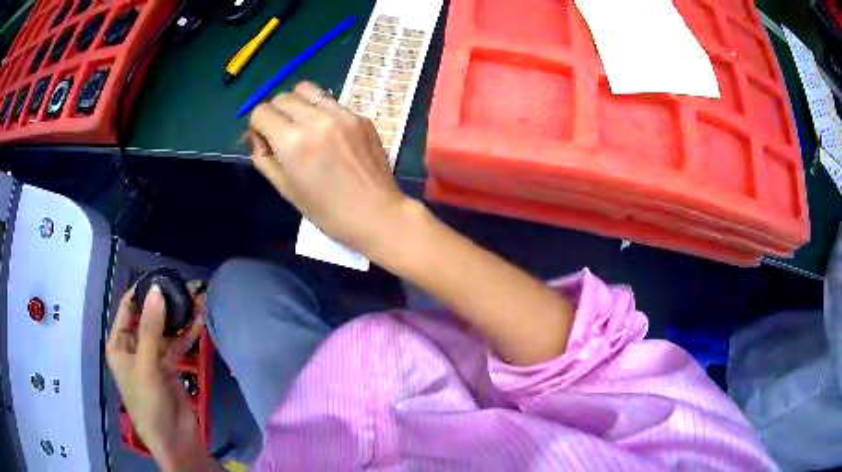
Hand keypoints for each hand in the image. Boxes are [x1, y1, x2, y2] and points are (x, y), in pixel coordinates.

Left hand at [106, 284, 212, 471]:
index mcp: (119, 345)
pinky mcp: (171, 367)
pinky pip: (178, 344)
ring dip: (180, 316)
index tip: (161, 276)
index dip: (141, 292)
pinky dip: (188, 333)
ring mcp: (153, 357)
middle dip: (165, 303)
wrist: (175, 441)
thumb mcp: (146, 365)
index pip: (127, 309)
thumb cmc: (148, 403)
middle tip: (185, 286)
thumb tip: (156, 290)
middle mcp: (134, 347)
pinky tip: (200, 319)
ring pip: (166, 330)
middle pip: (148, 318)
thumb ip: (151, 328)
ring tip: (198, 297)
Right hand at [247, 81, 411, 251]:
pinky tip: (330, 134)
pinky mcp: (360, 116)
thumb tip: (258, 136)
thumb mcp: (285, 189)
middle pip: (282, 97)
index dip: (257, 125)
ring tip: (303, 125)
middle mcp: (316, 120)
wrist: (375, 213)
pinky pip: (331, 102)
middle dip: (275, 112)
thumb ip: (264, 158)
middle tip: (281, 132)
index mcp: (293, 141)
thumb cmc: (326, 211)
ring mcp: (342, 114)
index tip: (264, 138)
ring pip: (307, 90)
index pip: (262, 112)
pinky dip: (322, 112)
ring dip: (297, 104)